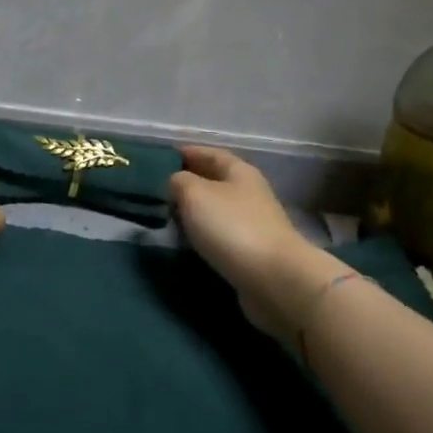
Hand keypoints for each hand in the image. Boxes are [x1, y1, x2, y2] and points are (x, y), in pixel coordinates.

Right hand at [170, 145, 331, 343]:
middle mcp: (249, 194)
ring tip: (167, 216)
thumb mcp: (195, 194)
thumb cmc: (232, 227)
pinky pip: (221, 236)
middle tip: (159, 189)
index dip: (188, 152)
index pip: (211, 153)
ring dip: (195, 211)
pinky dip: (203, 234)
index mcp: (240, 172)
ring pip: (217, 210)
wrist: (274, 280)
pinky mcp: (252, 253)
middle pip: (215, 181)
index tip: (163, 157)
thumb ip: (179, 181)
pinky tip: (187, 241)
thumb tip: (175, 182)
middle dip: (189, 183)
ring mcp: (253, 225)